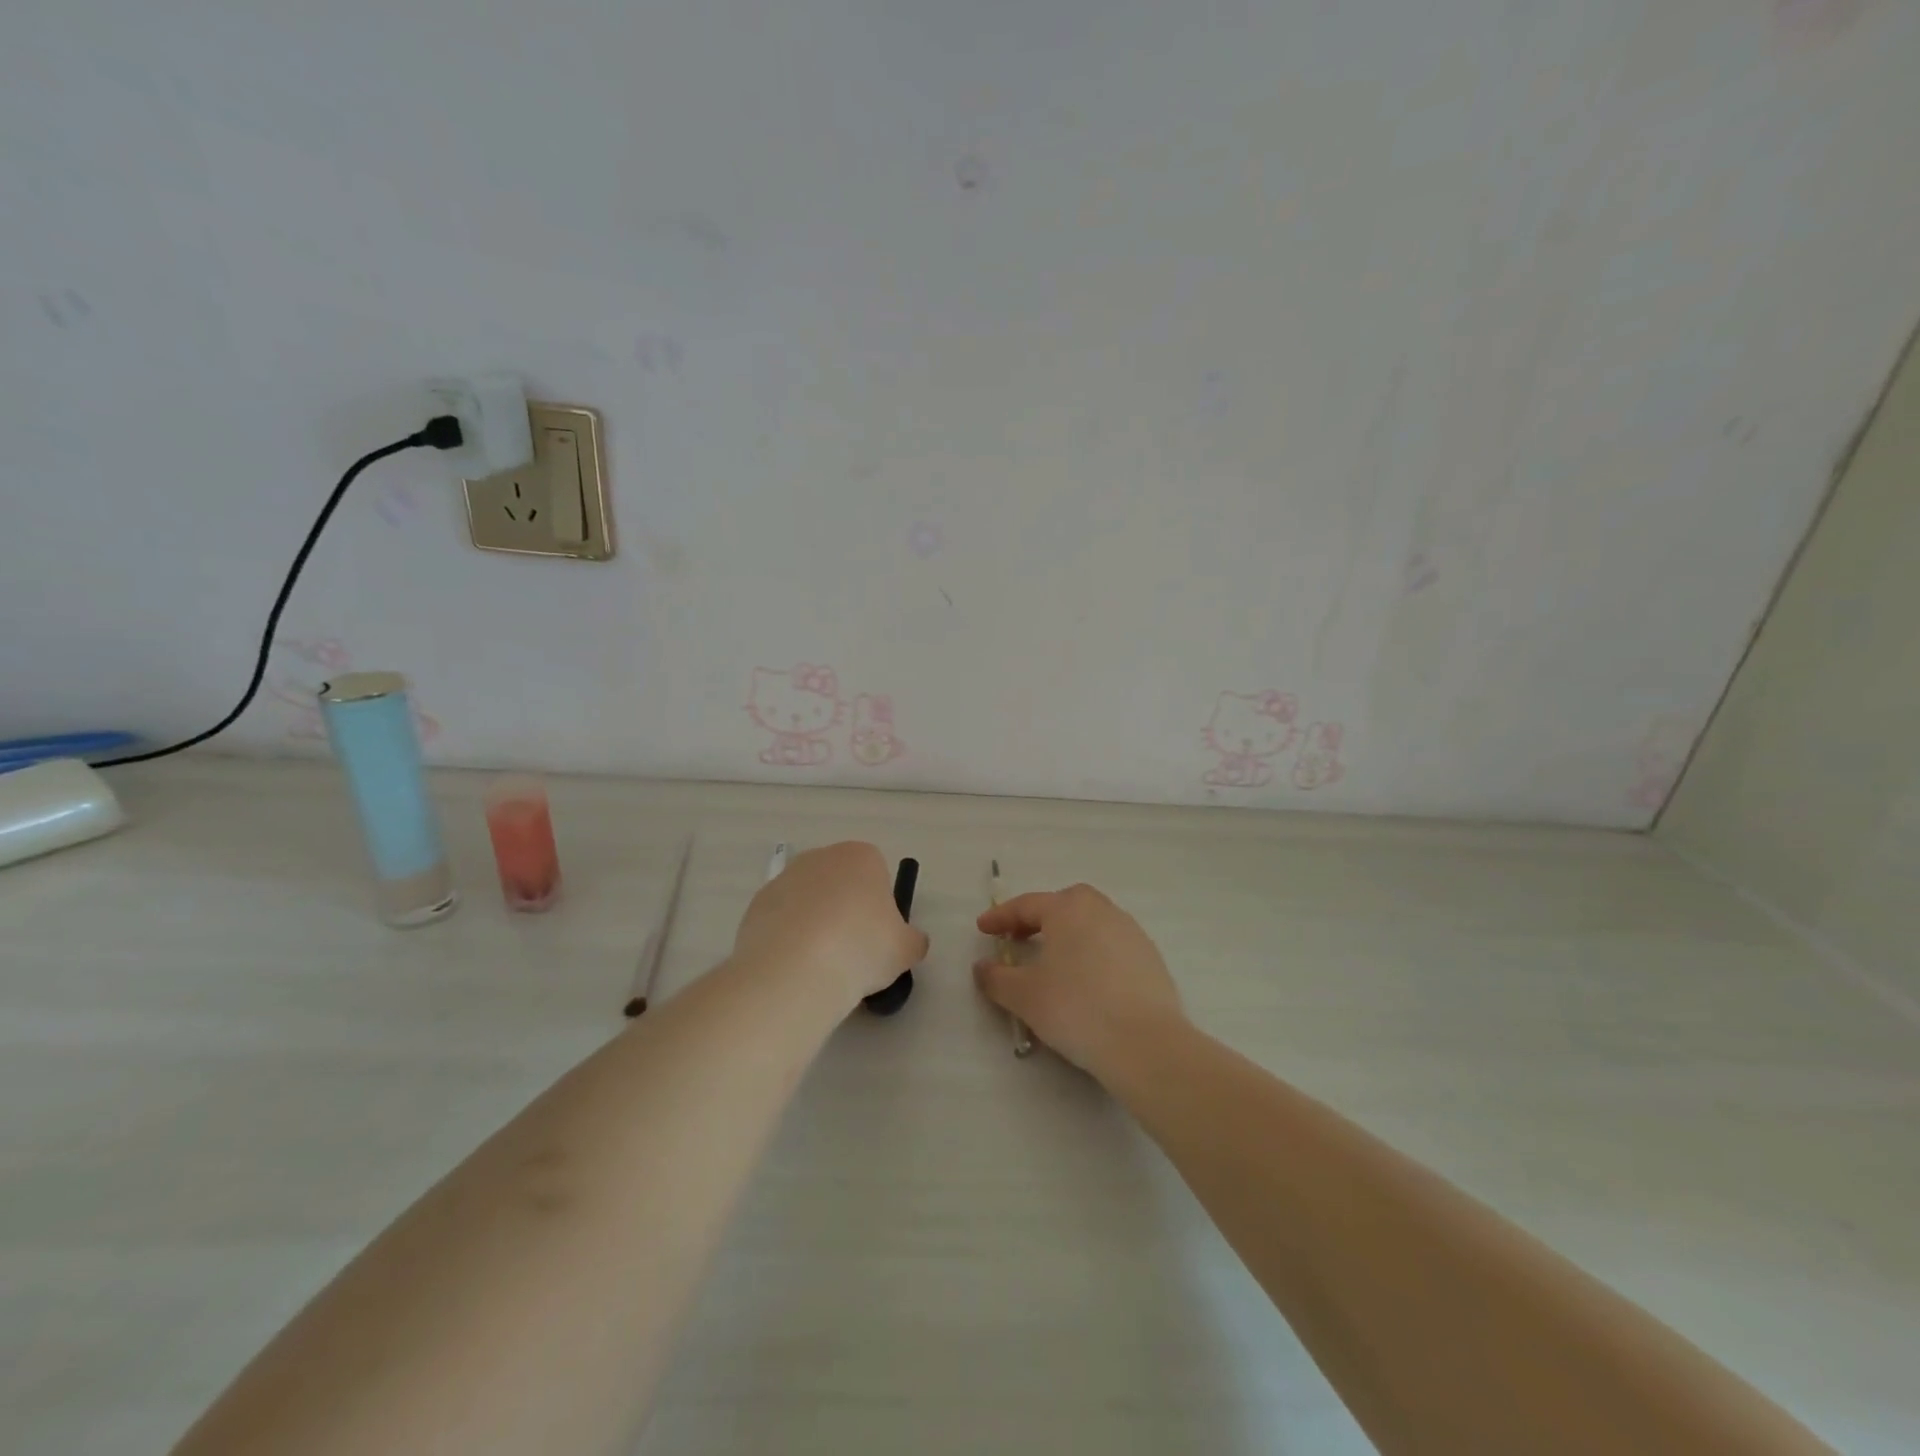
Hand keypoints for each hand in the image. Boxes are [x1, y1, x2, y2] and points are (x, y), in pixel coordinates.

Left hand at [733, 842, 927, 1010]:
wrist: (794, 971)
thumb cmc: (861, 949)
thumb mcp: (906, 950)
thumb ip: (913, 940)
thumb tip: (910, 942)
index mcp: (861, 857)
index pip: (877, 873)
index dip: (880, 906)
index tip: (878, 937)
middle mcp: (821, 858)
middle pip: (840, 882)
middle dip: (846, 910)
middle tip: (852, 952)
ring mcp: (784, 878)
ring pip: (809, 901)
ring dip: (816, 924)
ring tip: (821, 966)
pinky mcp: (756, 905)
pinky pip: (782, 920)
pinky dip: (789, 939)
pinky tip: (794, 967)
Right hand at [974, 883, 1184, 1078]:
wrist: (1144, 1043)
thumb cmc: (1075, 1008)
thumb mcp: (1024, 996)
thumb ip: (997, 978)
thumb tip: (982, 967)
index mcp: (1068, 909)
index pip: (1027, 904)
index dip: (1001, 917)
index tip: (983, 928)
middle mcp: (1101, 911)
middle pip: (1065, 904)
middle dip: (1039, 917)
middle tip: (1021, 938)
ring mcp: (1131, 932)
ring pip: (1092, 922)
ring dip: (1069, 934)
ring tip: (1054, 960)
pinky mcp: (1150, 958)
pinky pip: (1112, 944)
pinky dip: (1093, 952)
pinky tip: (1087, 980)